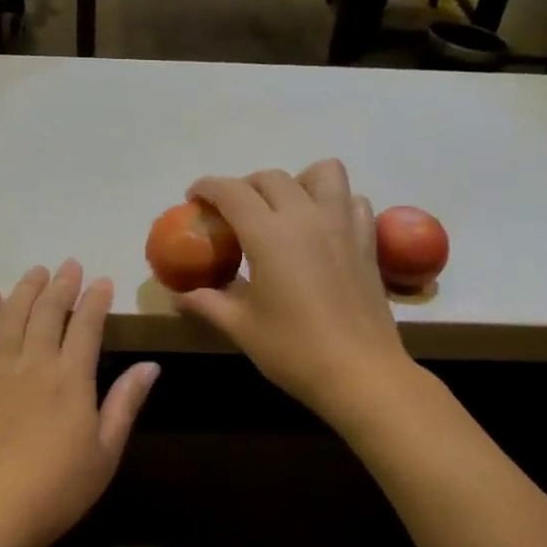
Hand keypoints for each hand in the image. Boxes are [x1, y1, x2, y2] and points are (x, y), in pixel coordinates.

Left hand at [0, 261, 158, 546]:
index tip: (103, 282)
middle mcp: (34, 365)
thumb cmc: (59, 488)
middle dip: (62, 284)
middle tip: (69, 266)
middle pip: (48, 312)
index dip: (96, 300)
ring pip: (11, 317)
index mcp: (72, 379)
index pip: (87, 326)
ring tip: (35, 271)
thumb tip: (150, 366)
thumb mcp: (106, 451)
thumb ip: (125, 403)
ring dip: (25, 290)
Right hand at [178, 160, 411, 420]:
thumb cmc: (293, 350)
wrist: (360, 373)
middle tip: (231, 212)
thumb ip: (207, 303)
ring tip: (283, 209)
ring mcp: (343, 226)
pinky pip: (352, 201)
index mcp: (269, 234)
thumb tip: (179, 295)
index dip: (207, 187)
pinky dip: (334, 203)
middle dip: (244, 186)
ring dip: (297, 181)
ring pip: (323, 173)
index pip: (232, 191)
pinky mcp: (367, 242)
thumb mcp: (241, 327)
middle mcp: (307, 217)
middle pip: (271, 178)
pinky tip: (322, 230)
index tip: (193, 197)